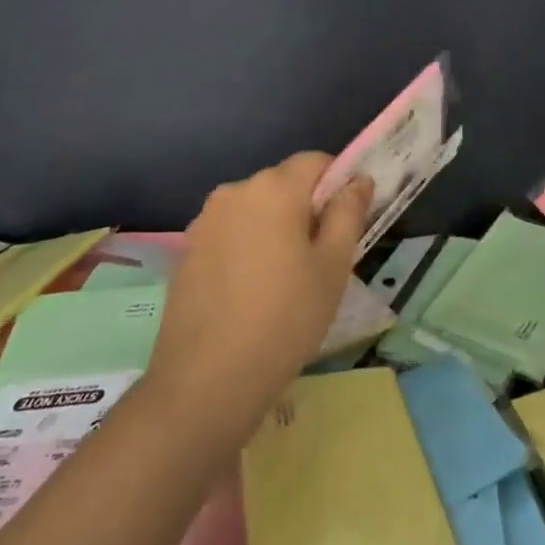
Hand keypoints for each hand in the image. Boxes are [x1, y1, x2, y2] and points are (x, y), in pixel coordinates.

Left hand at [145, 153, 372, 443]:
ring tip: (283, 280)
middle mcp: (235, 192)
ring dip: (274, 228)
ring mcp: (205, 221)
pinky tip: (250, 292)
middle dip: (305, 208)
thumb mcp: (333, 267)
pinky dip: (246, 247)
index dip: (337, 184)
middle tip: (319, 259)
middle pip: (283, 184)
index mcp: (275, 188)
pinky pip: (230, 233)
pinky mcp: (187, 250)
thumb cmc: (285, 319)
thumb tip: (357, 180)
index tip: (344, 225)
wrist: (205, 382)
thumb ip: (348, 214)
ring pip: (255, 209)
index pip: (316, 161)